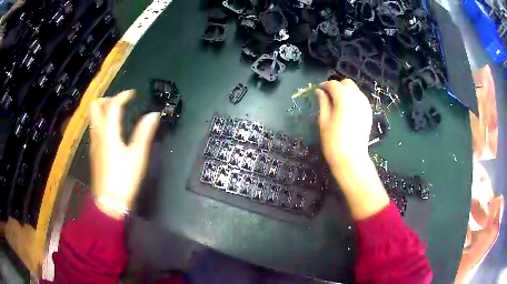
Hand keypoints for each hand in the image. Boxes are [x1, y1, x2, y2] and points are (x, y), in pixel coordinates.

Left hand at [89, 90, 159, 218]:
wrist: (109, 202)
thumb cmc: (124, 179)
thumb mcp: (137, 156)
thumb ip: (144, 133)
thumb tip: (153, 115)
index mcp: (109, 133)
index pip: (112, 105)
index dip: (123, 96)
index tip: (132, 94)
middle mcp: (98, 134)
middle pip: (95, 107)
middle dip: (107, 99)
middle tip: (120, 103)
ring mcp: (94, 142)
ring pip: (93, 117)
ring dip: (103, 109)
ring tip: (117, 114)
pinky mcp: (93, 151)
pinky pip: (95, 127)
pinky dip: (102, 121)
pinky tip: (112, 131)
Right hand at [317, 79, 388, 219]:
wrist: (351, 158)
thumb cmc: (333, 140)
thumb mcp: (324, 120)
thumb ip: (323, 102)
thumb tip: (320, 91)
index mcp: (344, 97)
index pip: (333, 84)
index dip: (325, 86)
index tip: (319, 91)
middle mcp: (357, 97)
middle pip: (347, 84)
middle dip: (337, 87)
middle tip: (329, 97)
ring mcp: (365, 105)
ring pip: (355, 90)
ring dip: (346, 92)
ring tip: (338, 104)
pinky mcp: (369, 113)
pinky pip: (360, 99)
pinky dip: (353, 99)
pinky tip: (348, 110)